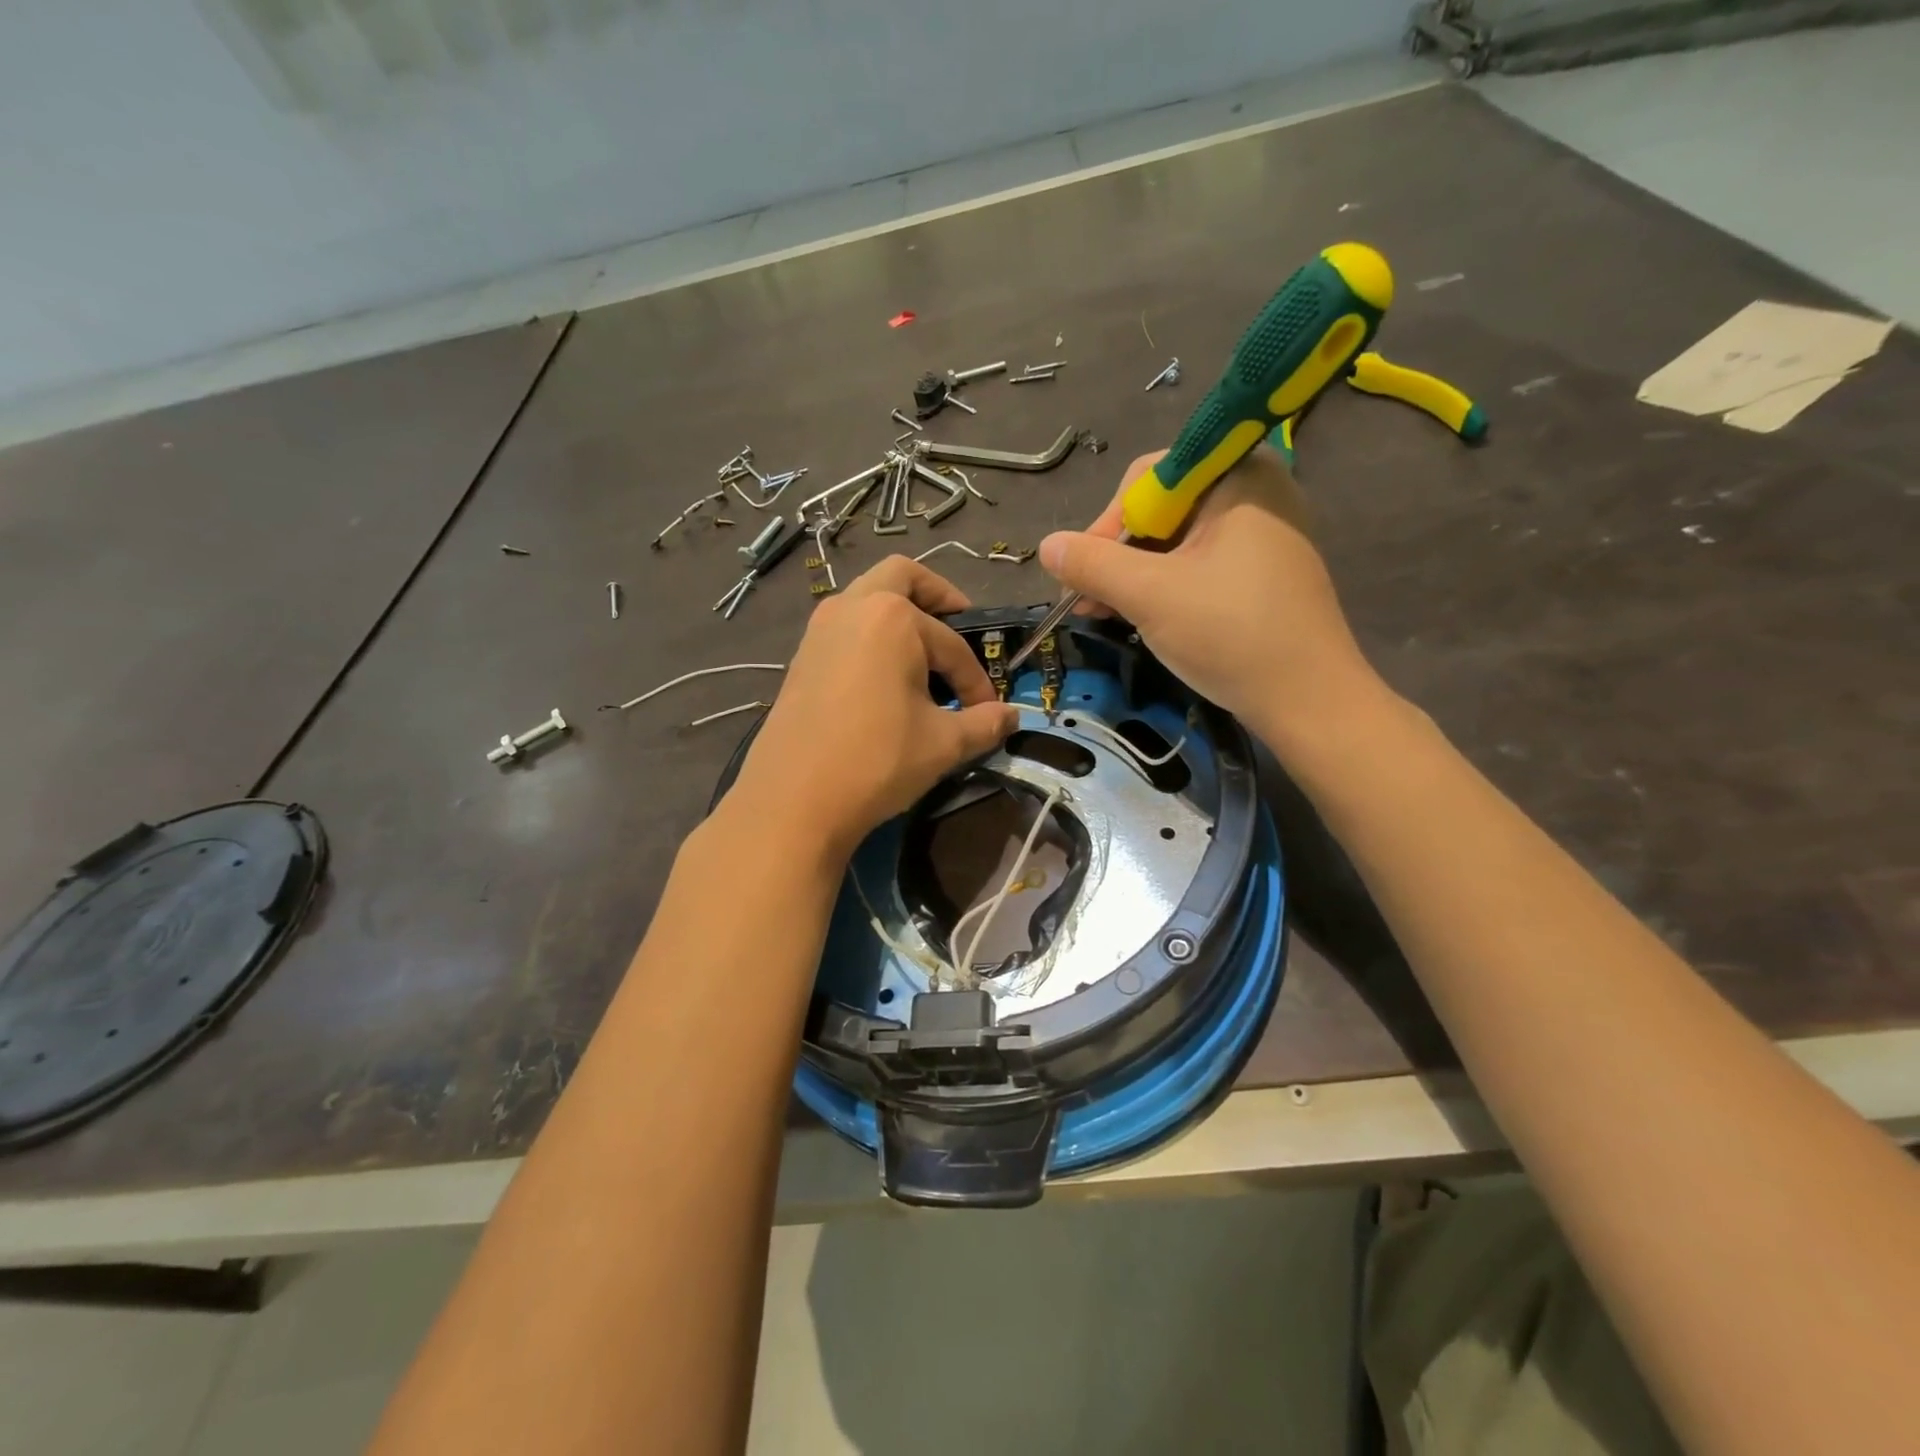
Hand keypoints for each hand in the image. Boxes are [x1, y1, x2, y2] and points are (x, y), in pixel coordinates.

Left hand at [727, 556, 1017, 858]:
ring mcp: (820, 630)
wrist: (793, 800)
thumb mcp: (943, 744)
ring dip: (899, 616)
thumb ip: (984, 723)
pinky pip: (846, 628)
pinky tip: (885, 680)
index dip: (977, 679)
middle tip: (958, 623)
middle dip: (936, 597)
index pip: (952, 645)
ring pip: (867, 599)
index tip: (988, 710)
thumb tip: (1012, 717)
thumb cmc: (877, 760)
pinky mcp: (802, 657)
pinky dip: (872, 637)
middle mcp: (852, 607)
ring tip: (923, 658)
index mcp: (893, 617)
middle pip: (901, 578)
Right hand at [1038, 446, 1384, 753]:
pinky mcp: (1266, 570)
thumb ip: (1092, 564)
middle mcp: (1256, 490)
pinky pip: (1202, 562)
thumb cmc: (1230, 635)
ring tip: (1107, 614)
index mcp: (1237, 475)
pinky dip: (1167, 584)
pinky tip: (1145, 616)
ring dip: (1135, 574)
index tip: (1083, 575)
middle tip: (1090, 602)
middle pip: (1161, 508)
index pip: (1147, 479)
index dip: (1106, 525)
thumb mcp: (1149, 595)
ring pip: (1178, 539)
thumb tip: (1047, 547)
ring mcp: (1265, 532)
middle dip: (1117, 554)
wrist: (1310, 701)